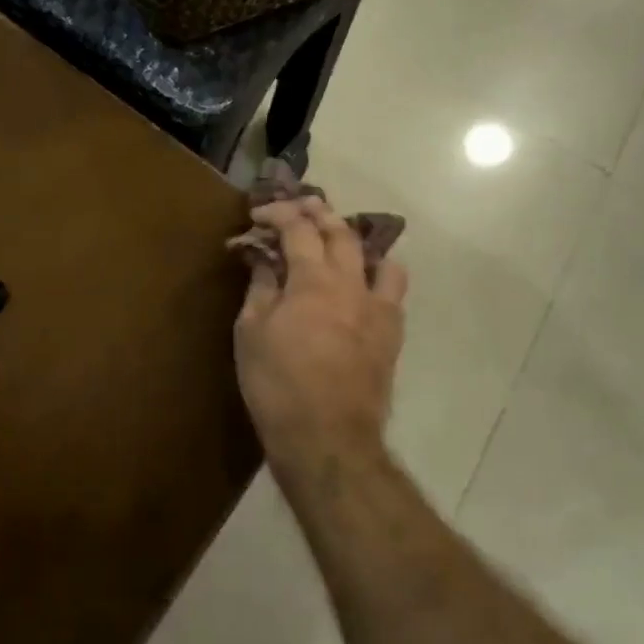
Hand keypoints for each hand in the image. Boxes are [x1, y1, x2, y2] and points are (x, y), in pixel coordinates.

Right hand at [234, 197, 407, 478]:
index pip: (298, 229)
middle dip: (318, 213)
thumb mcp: (251, 332)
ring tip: (338, 239)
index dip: (278, 213)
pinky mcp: (391, 334)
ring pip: (376, 257)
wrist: (327, 437)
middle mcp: (351, 284)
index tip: (258, 214)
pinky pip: (392, 290)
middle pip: (340, 233)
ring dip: (354, 240)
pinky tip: (363, 283)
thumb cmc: (277, 383)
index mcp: (313, 280)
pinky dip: (377, 274)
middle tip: (300, 206)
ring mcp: (377, 309)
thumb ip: (260, 288)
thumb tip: (262, 259)